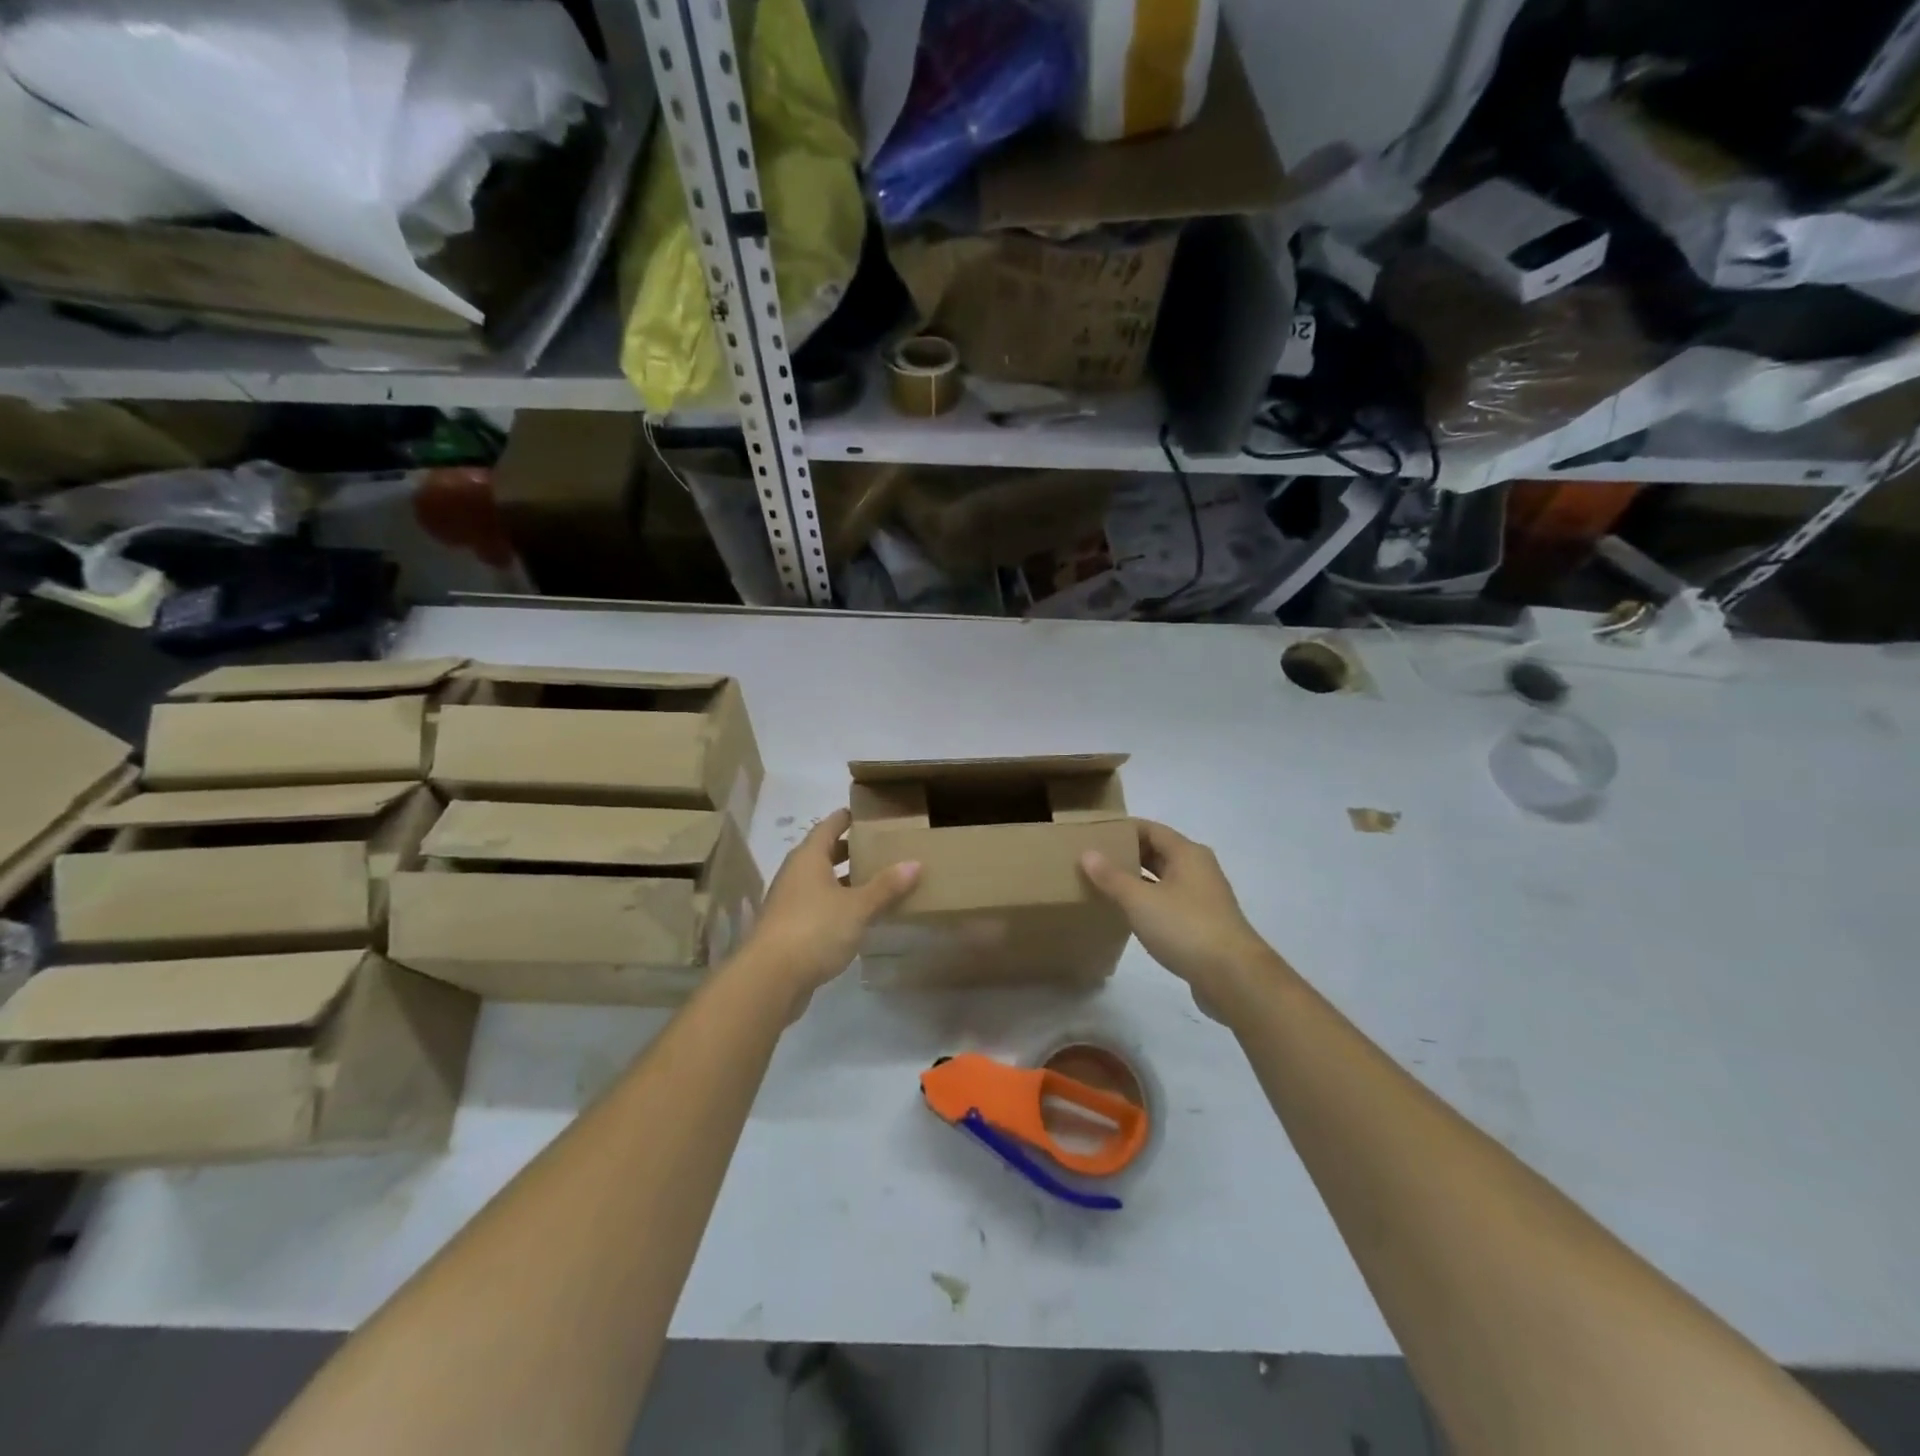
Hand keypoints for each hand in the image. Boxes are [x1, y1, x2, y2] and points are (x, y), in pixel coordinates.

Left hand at [737, 809, 919, 1017]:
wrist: (770, 978)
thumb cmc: (814, 929)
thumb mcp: (857, 907)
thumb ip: (886, 886)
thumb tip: (915, 863)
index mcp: (809, 857)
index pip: (829, 826)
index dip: (847, 818)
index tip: (870, 814)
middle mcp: (795, 874)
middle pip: (824, 853)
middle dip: (851, 850)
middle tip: (881, 847)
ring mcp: (789, 902)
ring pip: (821, 881)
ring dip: (845, 880)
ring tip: (877, 881)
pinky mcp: (789, 928)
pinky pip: (818, 906)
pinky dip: (838, 904)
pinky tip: (858, 916)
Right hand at [1080, 819, 1284, 1020]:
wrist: (1233, 977)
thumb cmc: (1185, 928)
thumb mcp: (1140, 900)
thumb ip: (1112, 877)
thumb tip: (1088, 853)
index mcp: (1187, 853)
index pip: (1151, 829)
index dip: (1123, 829)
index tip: (1095, 834)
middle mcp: (1198, 869)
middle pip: (1159, 852)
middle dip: (1128, 854)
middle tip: (1094, 860)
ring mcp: (1203, 897)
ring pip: (1164, 879)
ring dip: (1138, 880)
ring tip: (1104, 885)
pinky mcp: (1204, 924)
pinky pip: (1170, 902)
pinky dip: (1149, 901)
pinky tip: (1129, 914)